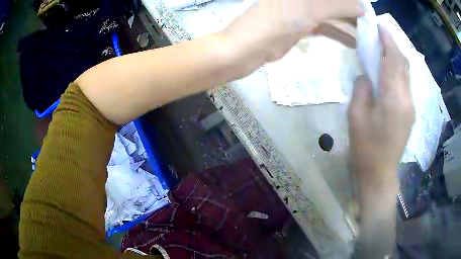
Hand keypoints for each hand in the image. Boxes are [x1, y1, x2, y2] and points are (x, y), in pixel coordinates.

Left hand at [223, 0, 362, 64]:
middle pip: (334, 2)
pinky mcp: (302, 25)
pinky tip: (354, 43)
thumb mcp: (312, 9)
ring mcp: (303, 10)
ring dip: (349, 23)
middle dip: (353, 11)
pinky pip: (326, 27)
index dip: (353, 1)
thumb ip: (339, 5)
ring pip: (332, 14)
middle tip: (372, 24)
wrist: (249, 47)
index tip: (369, 10)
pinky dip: (339, 34)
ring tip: (368, 35)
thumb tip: (363, 7)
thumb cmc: (278, 21)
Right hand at [348, 25, 414, 190]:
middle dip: (393, 45)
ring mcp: (411, 106)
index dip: (387, 40)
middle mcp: (406, 99)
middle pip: (403, 64)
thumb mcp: (356, 116)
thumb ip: (362, 88)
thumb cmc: (365, 147)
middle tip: (381, 33)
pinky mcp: (410, 113)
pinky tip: (391, 69)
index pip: (393, 60)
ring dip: (397, 57)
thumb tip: (367, 75)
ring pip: (406, 73)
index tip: (380, 25)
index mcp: (393, 98)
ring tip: (385, 47)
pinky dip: (399, 71)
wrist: (380, 174)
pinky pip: (406, 84)